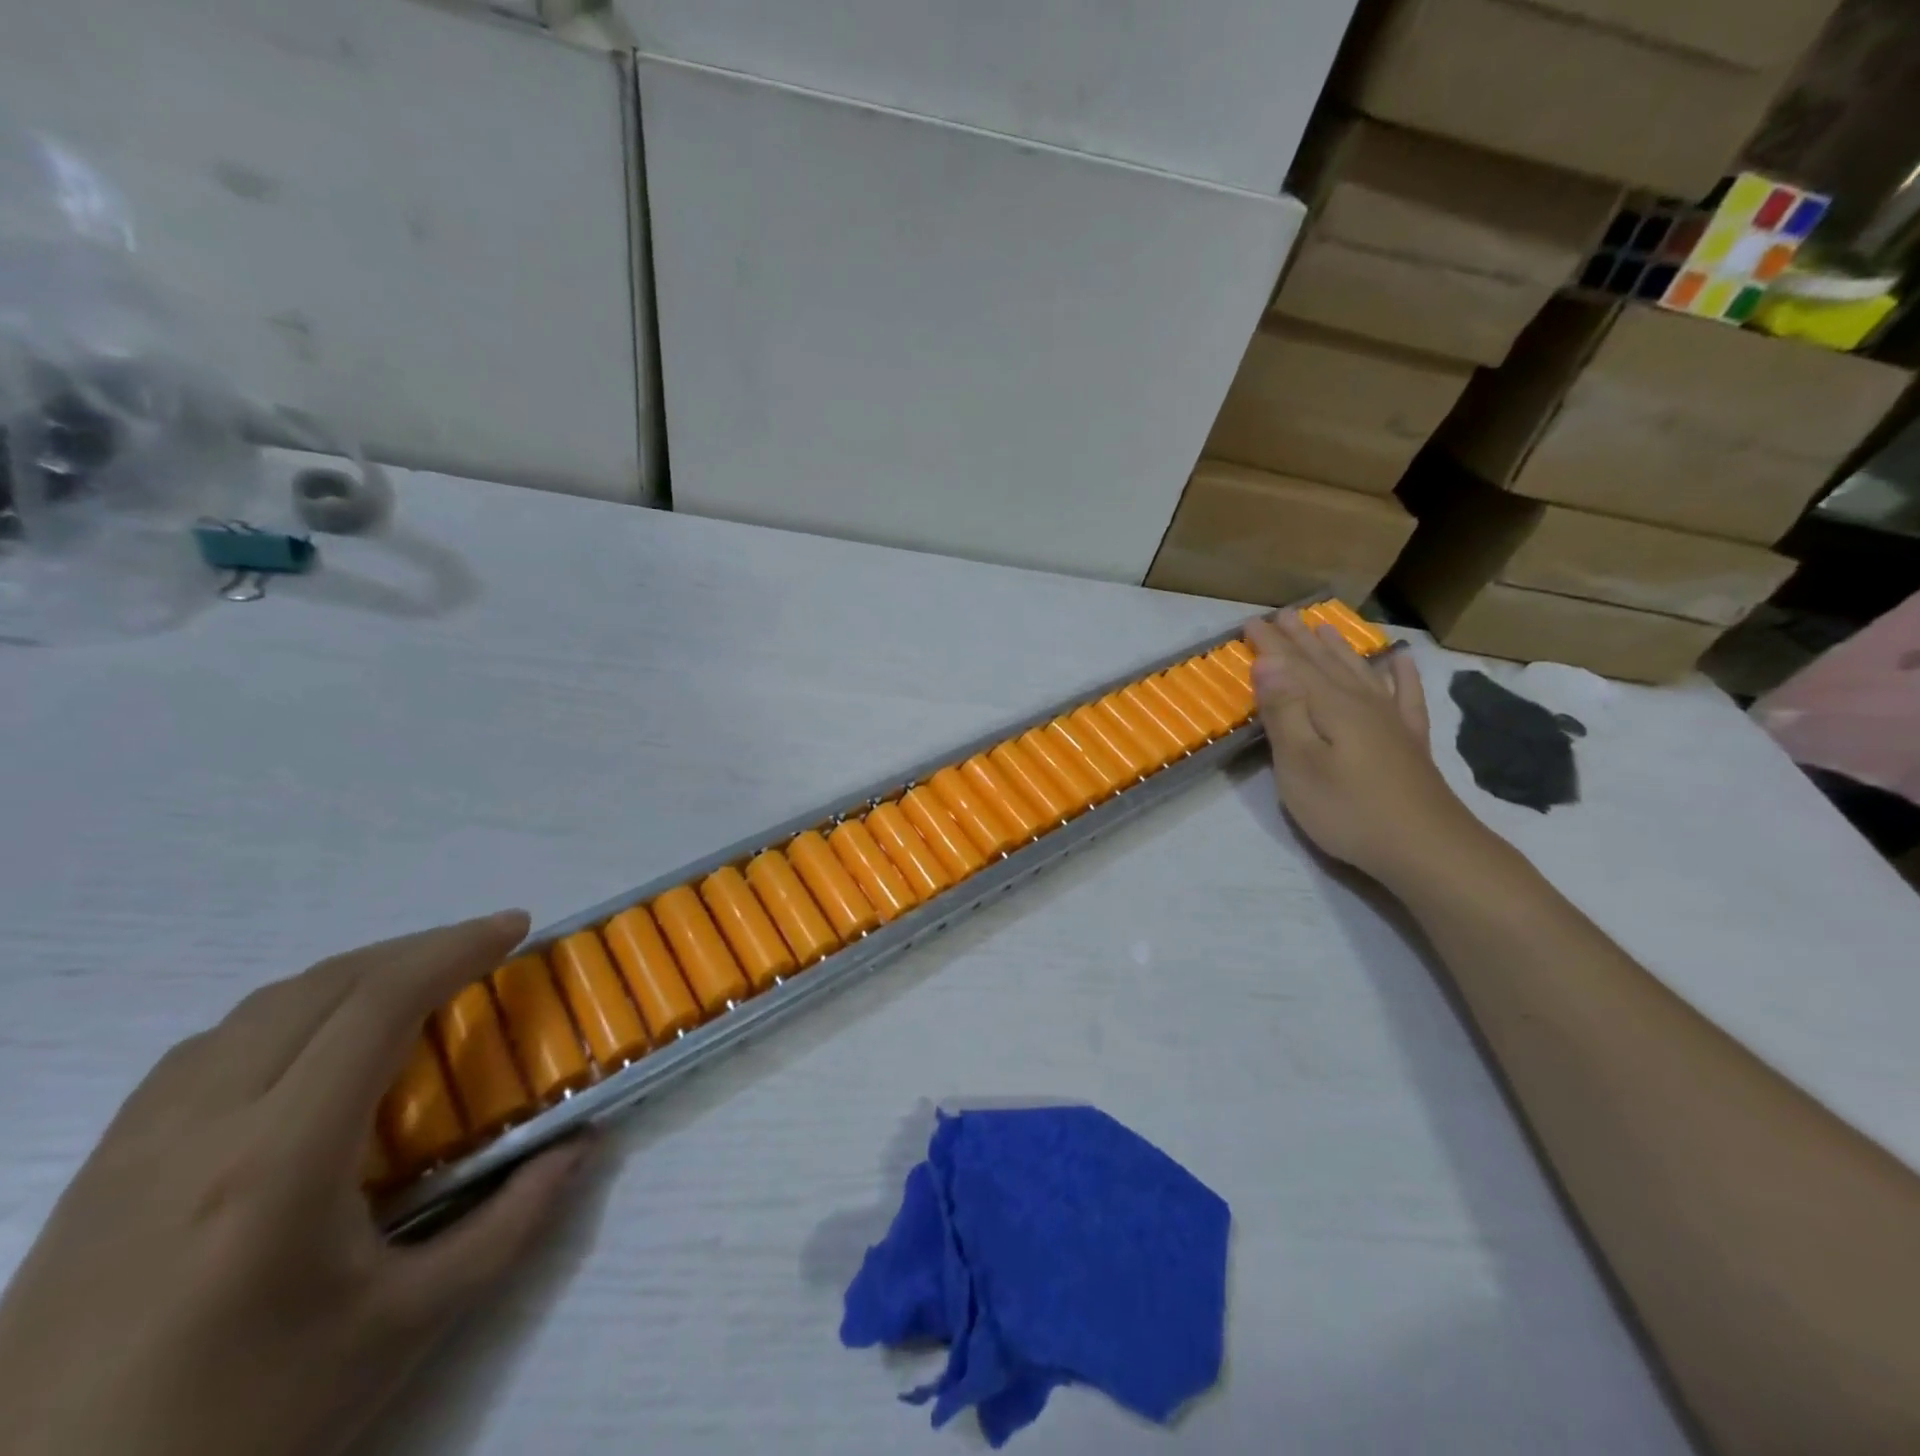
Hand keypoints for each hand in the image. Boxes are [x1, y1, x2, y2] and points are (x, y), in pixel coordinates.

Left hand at [0, 912, 589, 1455]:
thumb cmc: (247, 1422)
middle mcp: (200, 1128)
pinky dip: (285, 1012)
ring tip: (413, 985)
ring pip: (258, 1007)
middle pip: (320, 986)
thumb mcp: (406, 1327)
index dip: (455, 949)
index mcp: (280, 1160)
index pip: (377, 1005)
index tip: (515, 929)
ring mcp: (136, 1146)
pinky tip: (313, 1046)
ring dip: (351, 974)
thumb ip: (513, 1223)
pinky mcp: (100, 1171)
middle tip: (482, 949)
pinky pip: (207, 1047)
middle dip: (415, 949)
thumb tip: (583, 1145)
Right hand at [1245, 613, 1484, 887]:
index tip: (1250, 623)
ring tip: (1326, 627)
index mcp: (1331, 707)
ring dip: (1340, 649)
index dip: (1270, 645)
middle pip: (1326, 664)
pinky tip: (1400, 660)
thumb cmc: (1348, 810)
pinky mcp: (1410, 743)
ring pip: (1360, 673)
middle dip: (1300, 640)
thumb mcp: (1300, 765)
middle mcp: (1362, 704)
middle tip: (1283, 615)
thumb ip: (1284, 712)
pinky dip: (1401, 675)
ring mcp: (1391, 722)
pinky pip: (1405, 696)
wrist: (1426, 848)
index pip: (1292, 667)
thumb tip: (1268, 661)